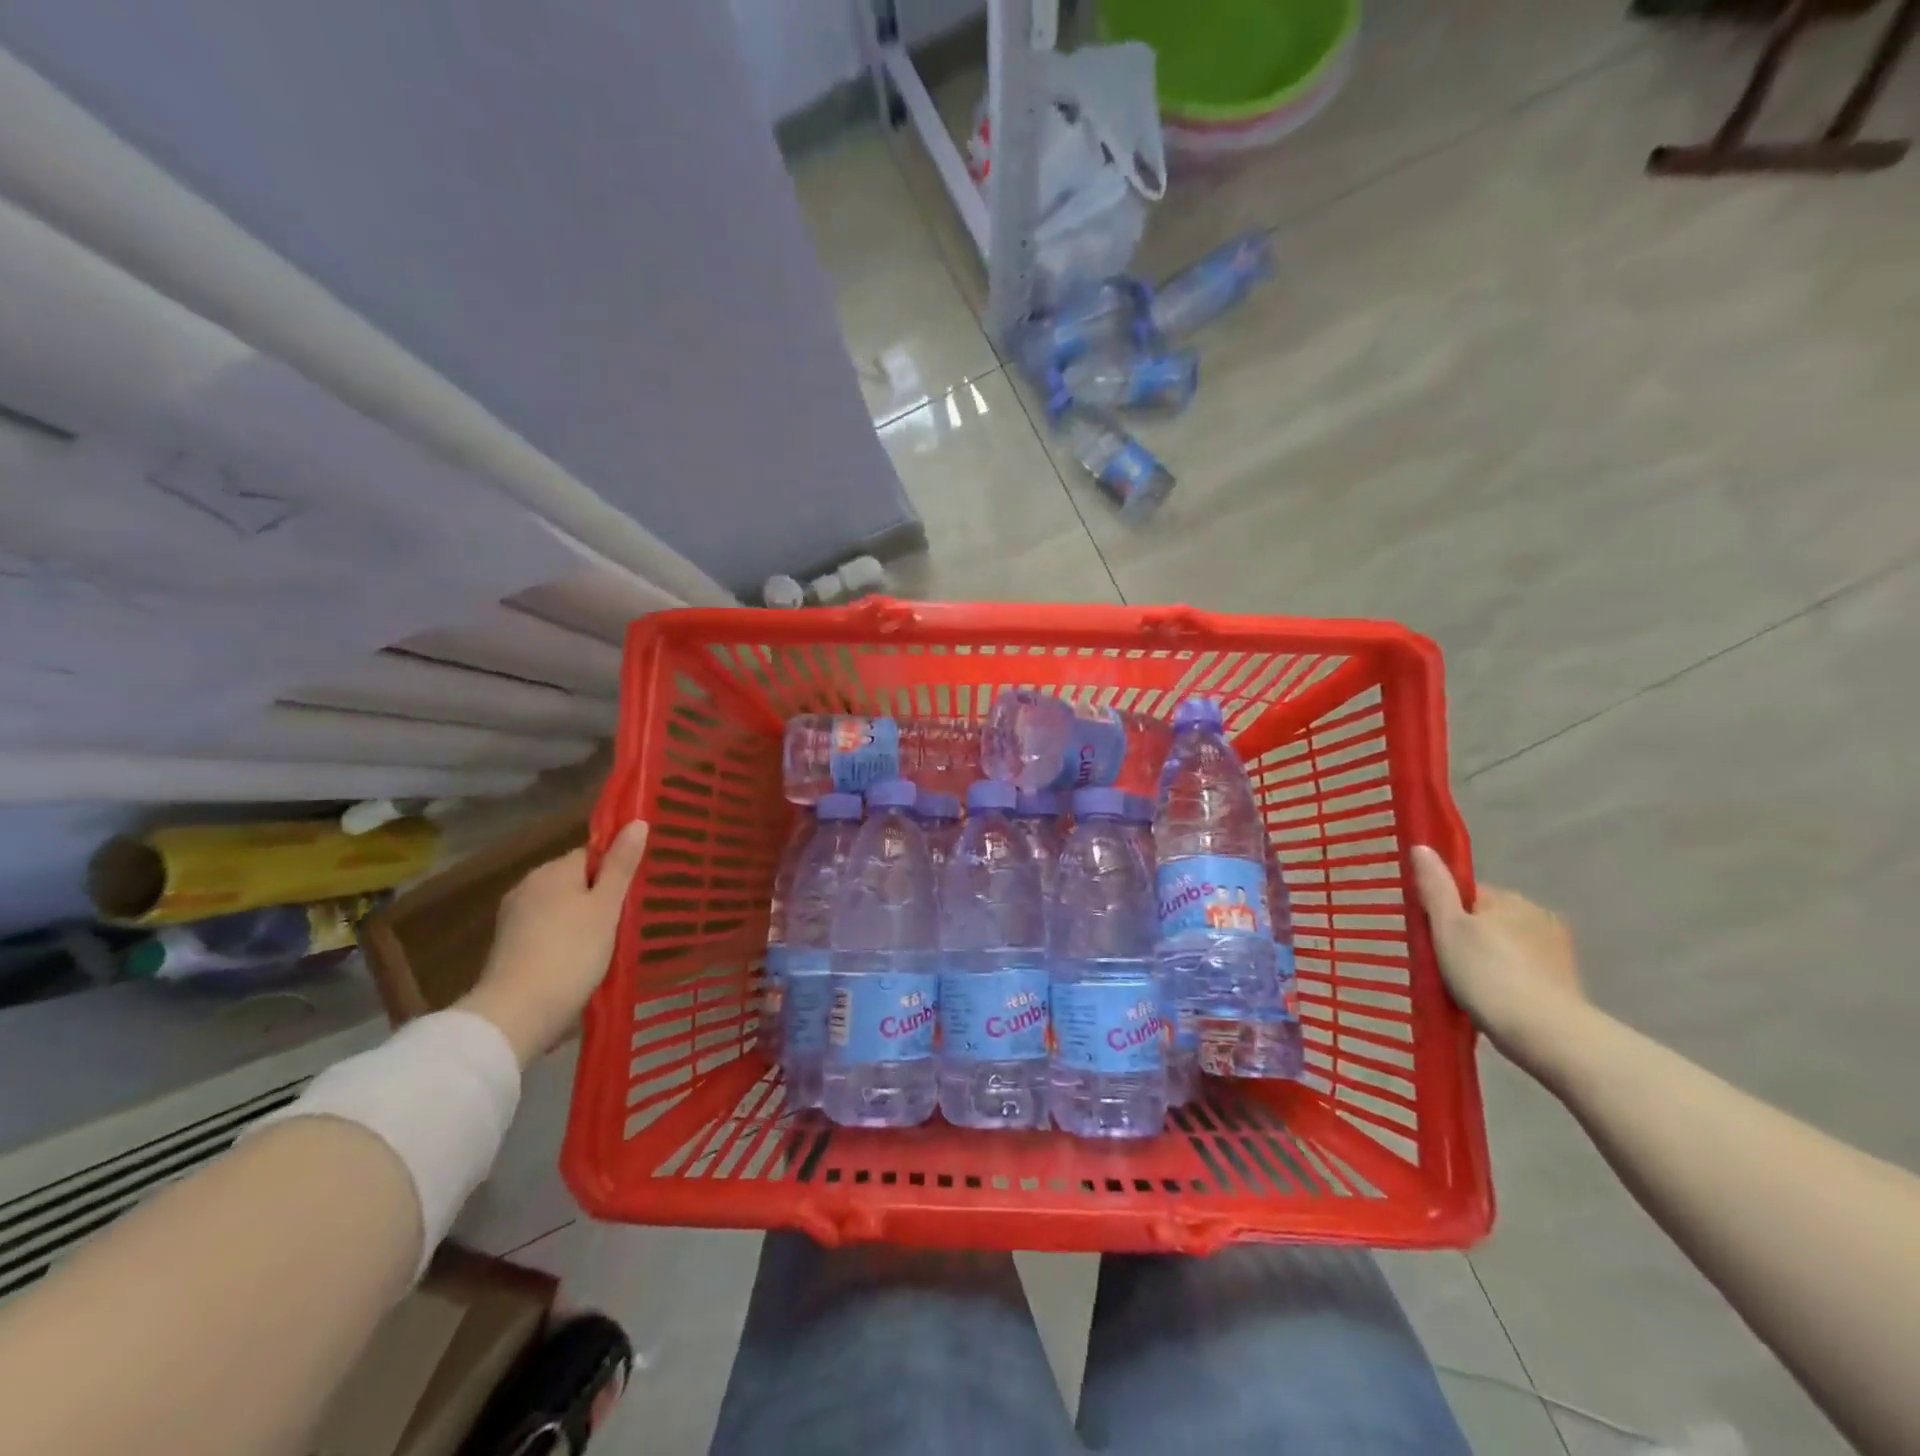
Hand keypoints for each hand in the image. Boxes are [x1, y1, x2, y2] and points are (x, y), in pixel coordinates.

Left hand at [459, 820, 648, 1066]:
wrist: (516, 1016)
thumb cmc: (570, 954)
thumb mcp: (606, 908)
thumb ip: (621, 866)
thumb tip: (637, 822)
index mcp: (553, 870)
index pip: (592, 853)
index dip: (617, 868)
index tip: (637, 891)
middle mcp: (529, 885)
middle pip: (576, 879)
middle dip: (601, 895)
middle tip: (629, 919)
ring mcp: (514, 917)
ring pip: (562, 906)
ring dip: (584, 918)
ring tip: (610, 942)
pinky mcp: (509, 946)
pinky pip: (547, 929)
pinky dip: (565, 938)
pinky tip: (581, 959)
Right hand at [1410, 845, 1586, 1075]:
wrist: (1547, 1034)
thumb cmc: (1487, 974)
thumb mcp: (1448, 928)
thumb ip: (1435, 887)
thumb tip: (1421, 847)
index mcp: (1510, 899)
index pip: (1466, 894)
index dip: (1444, 912)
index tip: (1430, 937)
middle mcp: (1539, 916)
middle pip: (1487, 920)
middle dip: (1467, 937)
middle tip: (1443, 965)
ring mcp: (1557, 951)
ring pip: (1506, 947)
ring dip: (1489, 960)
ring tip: (1467, 988)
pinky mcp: (1566, 983)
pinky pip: (1523, 972)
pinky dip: (1507, 981)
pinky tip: (1493, 1001)